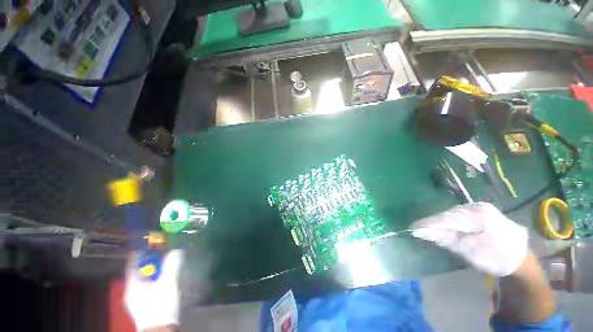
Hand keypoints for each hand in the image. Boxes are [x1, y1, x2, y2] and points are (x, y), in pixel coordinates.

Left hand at [125, 250, 182, 331]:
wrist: (161, 329)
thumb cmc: (160, 306)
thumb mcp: (167, 284)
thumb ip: (171, 266)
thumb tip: (177, 250)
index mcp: (133, 285)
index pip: (132, 264)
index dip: (139, 252)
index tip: (148, 242)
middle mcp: (133, 290)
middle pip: (140, 270)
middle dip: (149, 259)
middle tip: (161, 248)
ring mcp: (139, 297)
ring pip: (146, 277)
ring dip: (154, 268)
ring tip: (165, 259)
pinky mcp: (147, 302)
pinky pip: (150, 284)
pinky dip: (157, 276)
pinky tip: (166, 274)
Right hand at [411, 202, 527, 276]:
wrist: (521, 261)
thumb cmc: (497, 257)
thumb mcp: (470, 250)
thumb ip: (445, 238)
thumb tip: (421, 231)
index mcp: (477, 213)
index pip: (446, 217)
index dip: (429, 223)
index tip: (413, 228)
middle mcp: (477, 207)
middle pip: (448, 215)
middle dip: (434, 223)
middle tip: (419, 231)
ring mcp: (480, 209)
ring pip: (452, 215)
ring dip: (440, 224)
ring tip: (428, 230)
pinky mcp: (481, 214)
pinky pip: (459, 217)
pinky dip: (449, 224)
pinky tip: (444, 229)